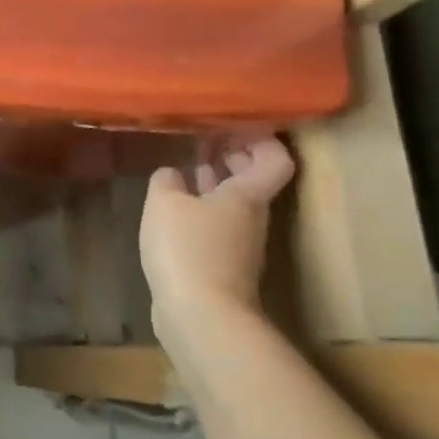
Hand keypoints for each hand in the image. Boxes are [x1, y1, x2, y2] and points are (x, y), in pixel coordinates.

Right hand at [139, 137, 294, 339]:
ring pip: (232, 202)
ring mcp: (237, 244)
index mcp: (246, 195)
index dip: (260, 137)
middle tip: (205, 137)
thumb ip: (166, 181)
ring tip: (186, 166)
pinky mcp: (220, 266)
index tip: (234, 123)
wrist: (202, 316)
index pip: (273, 157)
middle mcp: (250, 216)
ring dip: (213, 183)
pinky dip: (199, 209)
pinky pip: (214, 225)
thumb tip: (172, 173)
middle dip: (232, 156)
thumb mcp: (165, 204)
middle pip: (253, 179)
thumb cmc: (188, 249)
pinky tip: (174, 210)